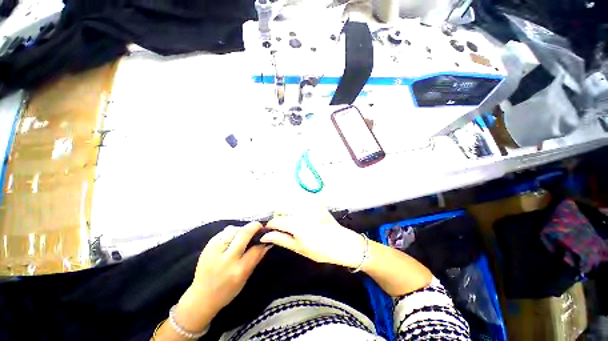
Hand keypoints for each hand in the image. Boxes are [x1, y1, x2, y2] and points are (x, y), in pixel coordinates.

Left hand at [190, 222, 270, 312]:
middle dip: (254, 226)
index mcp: (238, 270)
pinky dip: (231, 232)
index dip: (263, 240)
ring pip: (232, 229)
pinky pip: (223, 232)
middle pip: (244, 233)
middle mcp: (227, 259)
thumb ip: (256, 258)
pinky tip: (232, 238)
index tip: (267, 236)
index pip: (256, 248)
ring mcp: (215, 251)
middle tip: (259, 227)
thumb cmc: (227, 291)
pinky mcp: (207, 247)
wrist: (201, 297)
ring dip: (241, 229)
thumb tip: (267, 243)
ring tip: (243, 234)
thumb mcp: (245, 278)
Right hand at [261, 205, 364, 268]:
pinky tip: (304, 217)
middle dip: (280, 217)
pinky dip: (298, 208)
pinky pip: (300, 202)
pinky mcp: (316, 201)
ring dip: (288, 212)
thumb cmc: (320, 249)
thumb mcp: (299, 248)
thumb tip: (264, 235)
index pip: (276, 220)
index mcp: (297, 224)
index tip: (271, 230)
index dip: (271, 226)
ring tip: (295, 223)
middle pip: (282, 209)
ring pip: (290, 204)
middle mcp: (302, 210)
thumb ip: (281, 239)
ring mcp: (311, 204)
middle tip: (285, 228)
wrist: (342, 242)